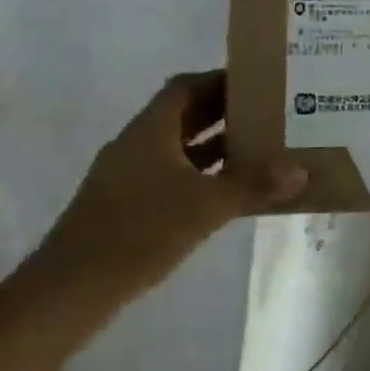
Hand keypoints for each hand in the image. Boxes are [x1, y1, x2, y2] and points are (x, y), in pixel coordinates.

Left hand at [31, 71, 306, 306]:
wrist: (70, 290)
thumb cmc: (140, 232)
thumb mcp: (206, 207)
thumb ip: (253, 186)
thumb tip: (299, 170)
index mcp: (150, 129)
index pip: (186, 86)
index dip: (220, 80)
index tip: (257, 84)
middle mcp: (137, 144)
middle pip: (183, 115)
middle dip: (223, 112)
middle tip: (267, 114)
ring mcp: (127, 176)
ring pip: (177, 148)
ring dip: (213, 146)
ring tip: (257, 149)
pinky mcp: (125, 206)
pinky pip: (170, 176)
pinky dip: (199, 176)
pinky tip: (225, 193)